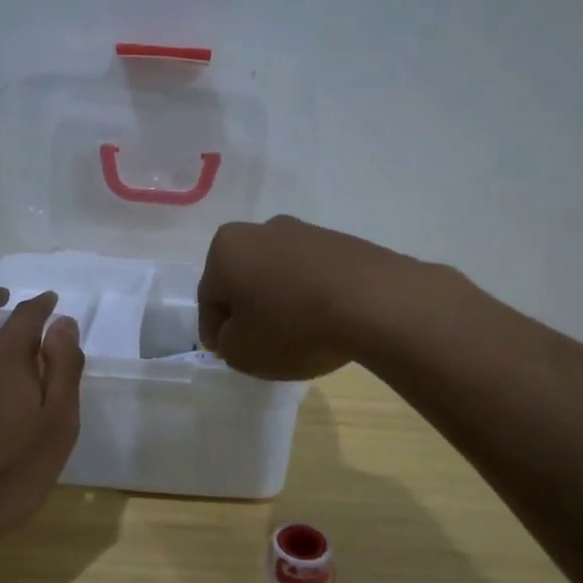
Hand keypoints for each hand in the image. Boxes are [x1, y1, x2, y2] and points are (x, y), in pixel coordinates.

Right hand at [197, 215, 409, 380]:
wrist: (374, 302)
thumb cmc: (292, 326)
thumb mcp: (242, 352)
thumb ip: (227, 342)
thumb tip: (236, 332)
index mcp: (226, 249)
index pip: (209, 296)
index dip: (214, 329)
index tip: (224, 352)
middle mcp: (261, 230)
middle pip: (243, 277)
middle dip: (246, 308)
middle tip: (256, 342)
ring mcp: (305, 231)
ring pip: (279, 273)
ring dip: (280, 300)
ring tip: (296, 334)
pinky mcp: (342, 242)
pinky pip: (313, 274)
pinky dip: (311, 296)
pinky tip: (324, 322)